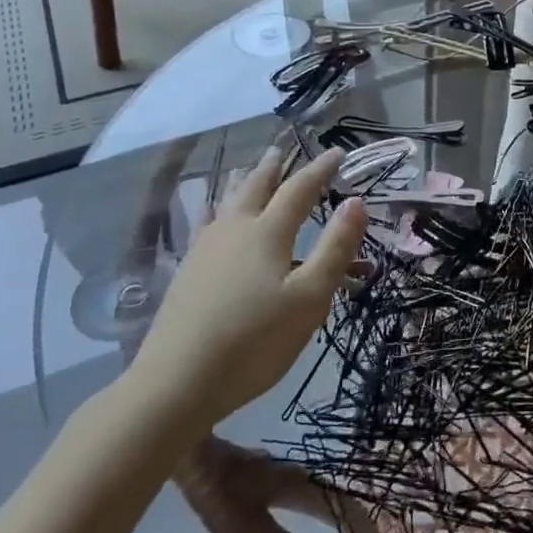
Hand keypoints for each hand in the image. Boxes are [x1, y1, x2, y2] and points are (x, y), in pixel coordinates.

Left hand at [123, 147, 366, 436]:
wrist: (175, 384)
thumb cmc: (254, 341)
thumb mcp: (310, 298)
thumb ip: (335, 248)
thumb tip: (357, 201)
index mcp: (268, 233)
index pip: (300, 189)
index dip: (320, 169)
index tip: (337, 152)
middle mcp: (234, 230)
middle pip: (256, 187)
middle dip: (274, 166)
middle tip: (284, 148)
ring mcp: (205, 250)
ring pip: (228, 202)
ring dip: (245, 182)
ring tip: (249, 170)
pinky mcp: (188, 273)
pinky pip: (210, 223)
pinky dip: (222, 209)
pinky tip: (216, 219)